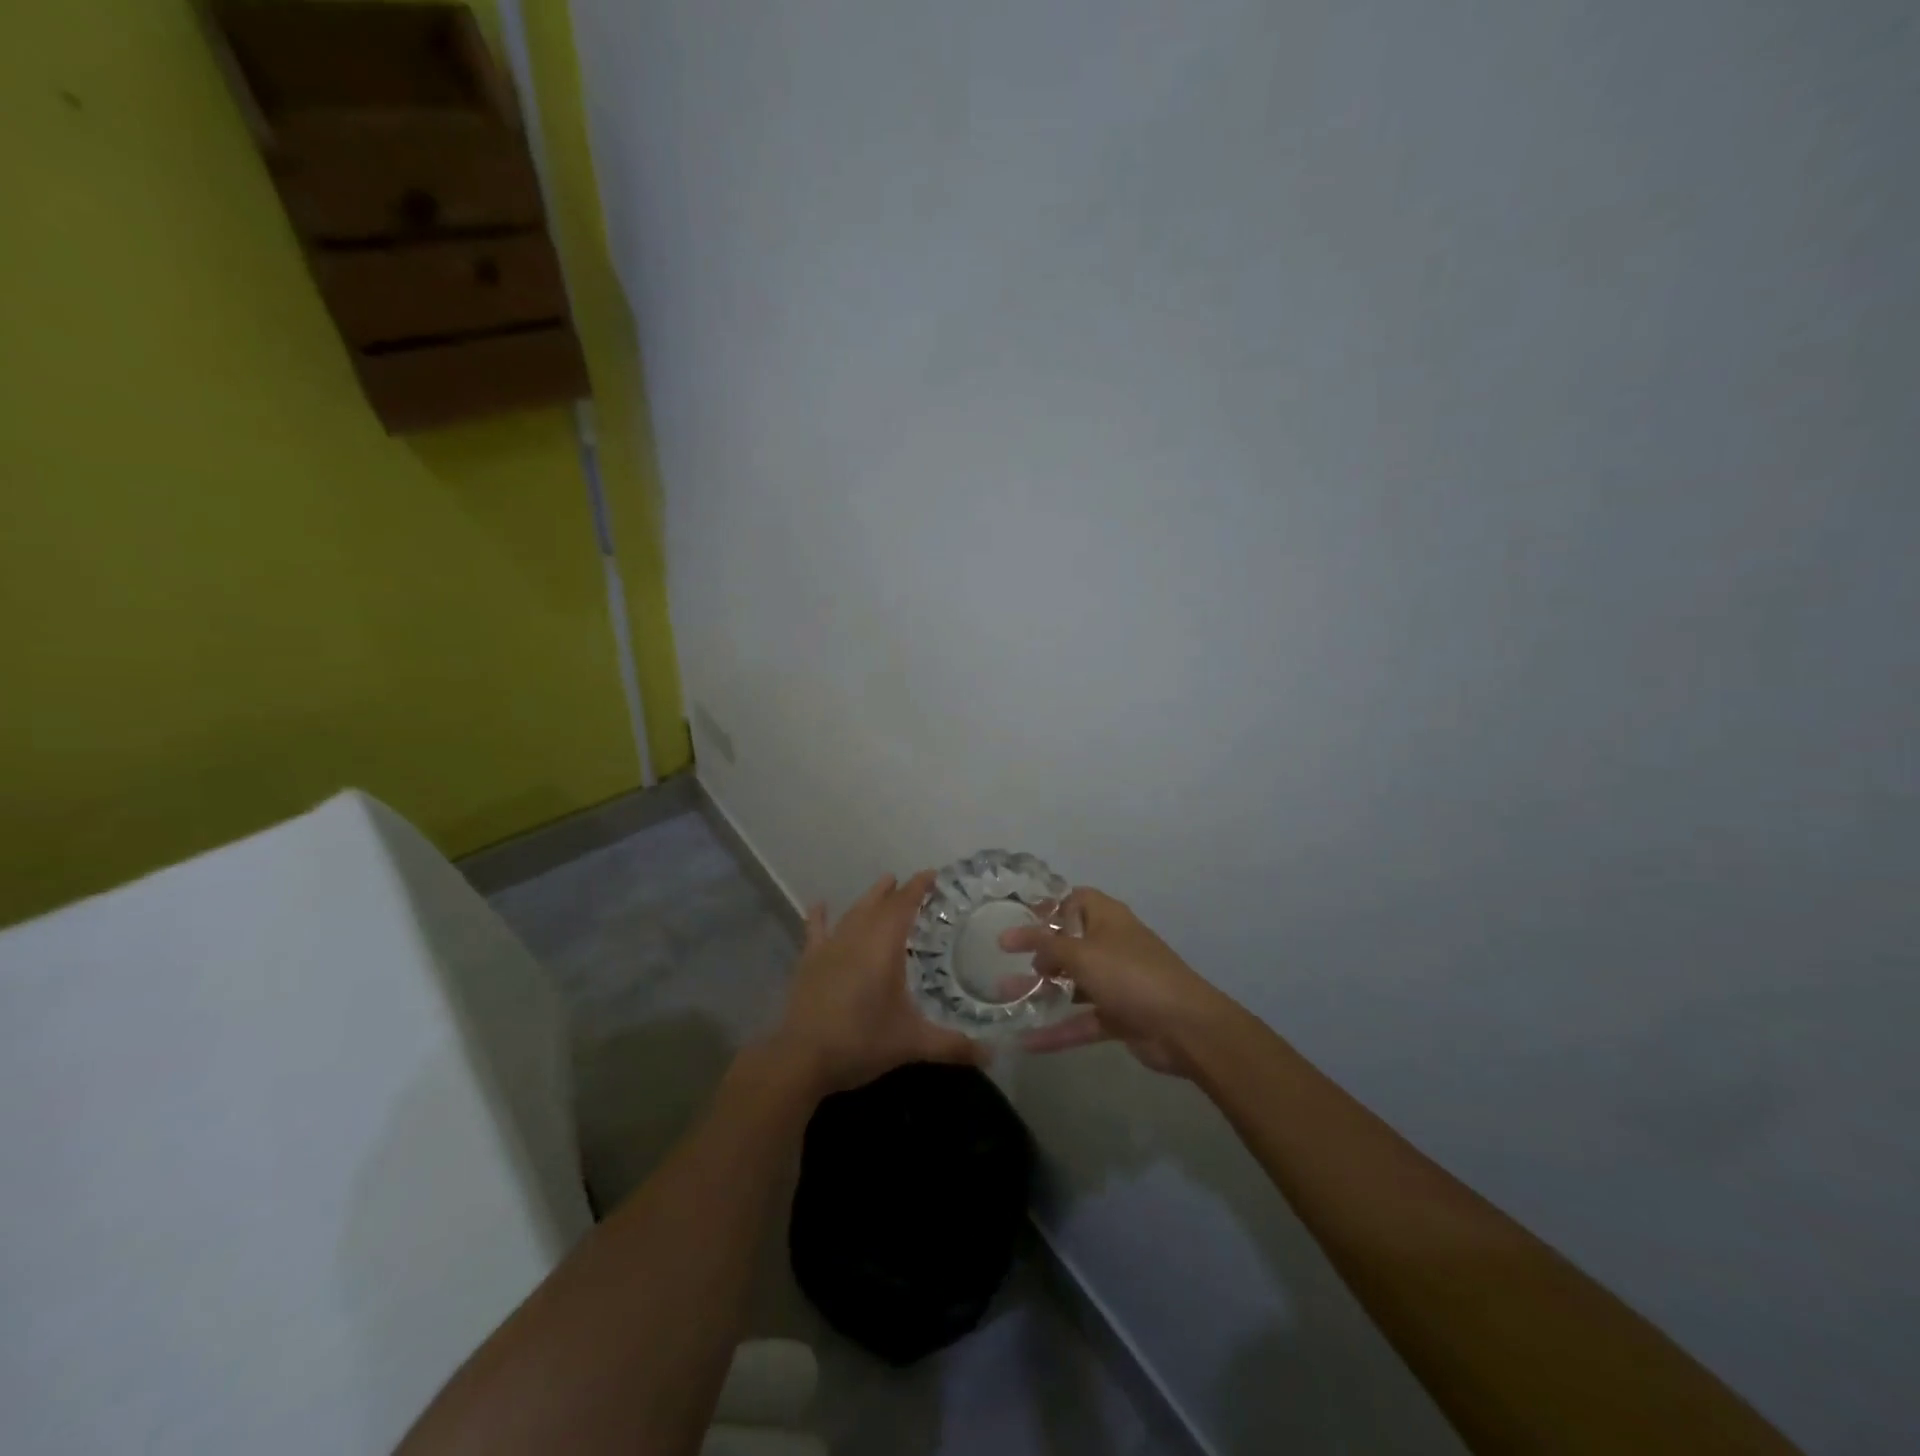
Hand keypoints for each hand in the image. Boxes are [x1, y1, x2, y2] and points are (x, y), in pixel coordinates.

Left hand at [768, 872, 982, 1094]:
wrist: (802, 1058)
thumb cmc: (861, 1041)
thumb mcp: (912, 1044)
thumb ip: (953, 1046)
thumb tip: (993, 1055)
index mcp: (884, 947)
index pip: (904, 906)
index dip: (917, 888)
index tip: (931, 875)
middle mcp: (857, 938)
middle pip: (879, 905)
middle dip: (896, 891)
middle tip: (911, 882)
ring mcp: (830, 948)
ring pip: (853, 913)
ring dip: (869, 898)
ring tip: (882, 884)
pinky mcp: (809, 963)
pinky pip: (815, 932)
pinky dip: (819, 917)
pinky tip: (819, 905)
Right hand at [999, 888, 1231, 1077]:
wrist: (1184, 1026)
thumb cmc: (1130, 975)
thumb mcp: (1082, 953)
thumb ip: (1047, 944)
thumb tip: (1017, 937)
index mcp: (1107, 919)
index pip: (1074, 900)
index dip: (1047, 907)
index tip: (1018, 918)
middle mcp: (1110, 945)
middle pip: (1069, 943)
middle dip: (1037, 952)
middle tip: (1005, 960)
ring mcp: (1115, 982)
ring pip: (1071, 983)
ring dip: (1040, 990)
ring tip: (1004, 997)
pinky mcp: (1118, 1016)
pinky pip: (1081, 1019)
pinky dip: (1057, 1030)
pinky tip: (1025, 1041)